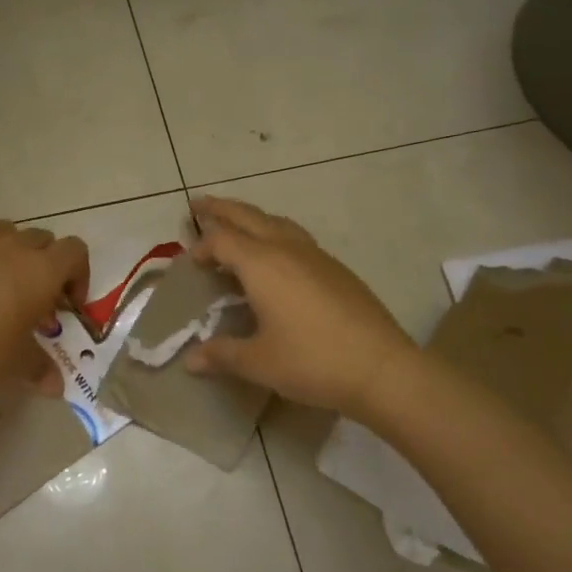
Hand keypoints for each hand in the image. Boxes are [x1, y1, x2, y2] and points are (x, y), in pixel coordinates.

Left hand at [0, 220, 89, 402]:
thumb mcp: (20, 365)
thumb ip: (42, 369)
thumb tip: (55, 387)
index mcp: (42, 271)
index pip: (75, 251)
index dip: (77, 274)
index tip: (67, 304)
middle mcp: (12, 248)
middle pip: (40, 237)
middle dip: (43, 261)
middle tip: (33, 297)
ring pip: (1, 229)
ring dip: (6, 248)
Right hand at [185, 196, 415, 415]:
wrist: (381, 368)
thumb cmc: (311, 361)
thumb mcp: (258, 362)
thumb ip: (221, 355)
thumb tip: (190, 360)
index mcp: (262, 265)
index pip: (222, 241)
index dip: (201, 247)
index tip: (189, 262)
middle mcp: (288, 250)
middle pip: (248, 217)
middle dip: (222, 209)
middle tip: (199, 203)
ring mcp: (317, 257)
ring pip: (277, 222)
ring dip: (252, 218)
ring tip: (238, 224)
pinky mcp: (338, 270)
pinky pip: (297, 238)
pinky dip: (276, 235)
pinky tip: (278, 257)